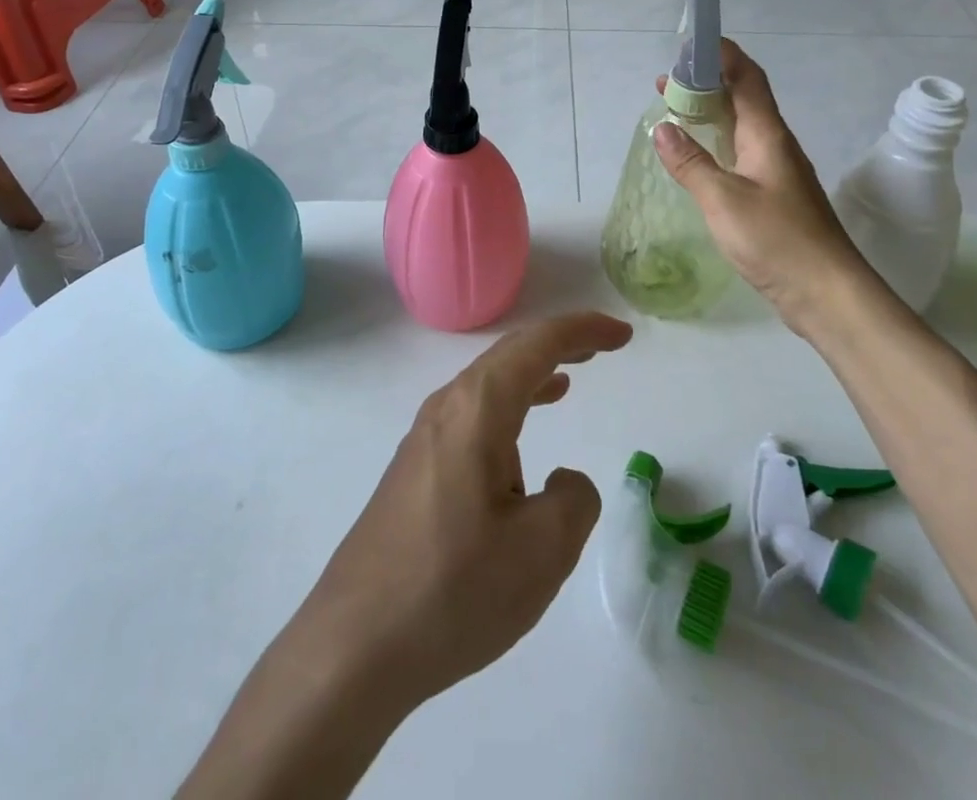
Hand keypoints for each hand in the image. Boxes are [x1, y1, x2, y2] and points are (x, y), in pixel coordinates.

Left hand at [286, 311, 632, 714]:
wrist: (354, 646)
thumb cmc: (453, 589)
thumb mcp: (542, 550)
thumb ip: (574, 500)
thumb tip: (562, 481)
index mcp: (478, 408)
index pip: (538, 344)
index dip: (583, 330)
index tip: (622, 334)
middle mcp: (447, 408)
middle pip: (510, 354)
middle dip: (559, 344)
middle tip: (601, 347)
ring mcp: (424, 438)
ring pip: (488, 385)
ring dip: (531, 376)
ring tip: (566, 381)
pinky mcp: (415, 470)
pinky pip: (472, 416)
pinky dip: (508, 408)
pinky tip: (518, 442)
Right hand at [652, 40, 870, 324]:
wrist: (827, 292)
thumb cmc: (777, 240)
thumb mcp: (723, 200)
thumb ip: (690, 163)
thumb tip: (662, 127)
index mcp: (767, 135)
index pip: (747, 78)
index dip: (722, 55)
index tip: (689, 45)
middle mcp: (775, 144)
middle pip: (742, 98)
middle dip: (706, 83)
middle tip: (667, 82)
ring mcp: (777, 170)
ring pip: (741, 126)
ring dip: (710, 113)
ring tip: (675, 111)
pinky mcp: (774, 194)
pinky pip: (741, 152)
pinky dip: (716, 142)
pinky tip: (699, 156)